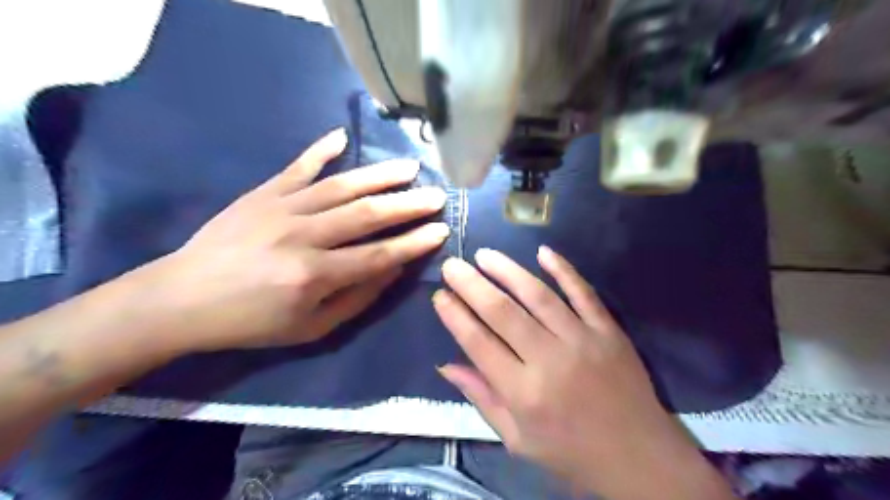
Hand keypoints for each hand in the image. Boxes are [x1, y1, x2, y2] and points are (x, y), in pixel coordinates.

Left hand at [146, 130, 452, 354]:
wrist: (182, 299)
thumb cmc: (252, 322)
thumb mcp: (311, 328)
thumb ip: (357, 298)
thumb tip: (393, 268)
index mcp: (314, 275)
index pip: (378, 255)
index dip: (413, 243)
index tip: (440, 230)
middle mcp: (302, 237)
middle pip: (366, 215)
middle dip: (407, 205)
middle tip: (437, 195)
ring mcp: (281, 209)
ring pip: (341, 186)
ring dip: (379, 176)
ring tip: (410, 168)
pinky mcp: (263, 193)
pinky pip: (297, 167)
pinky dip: (320, 150)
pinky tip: (341, 136)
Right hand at [433, 248, 737, 498]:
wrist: (640, 459)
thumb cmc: (571, 453)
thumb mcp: (518, 440)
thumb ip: (482, 398)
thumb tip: (446, 365)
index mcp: (523, 393)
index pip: (478, 343)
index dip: (455, 316)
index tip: (439, 295)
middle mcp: (549, 360)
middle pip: (503, 312)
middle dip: (472, 285)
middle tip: (452, 264)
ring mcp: (583, 340)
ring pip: (539, 295)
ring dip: (508, 271)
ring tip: (484, 254)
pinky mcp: (609, 331)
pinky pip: (584, 293)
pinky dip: (564, 270)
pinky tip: (543, 252)